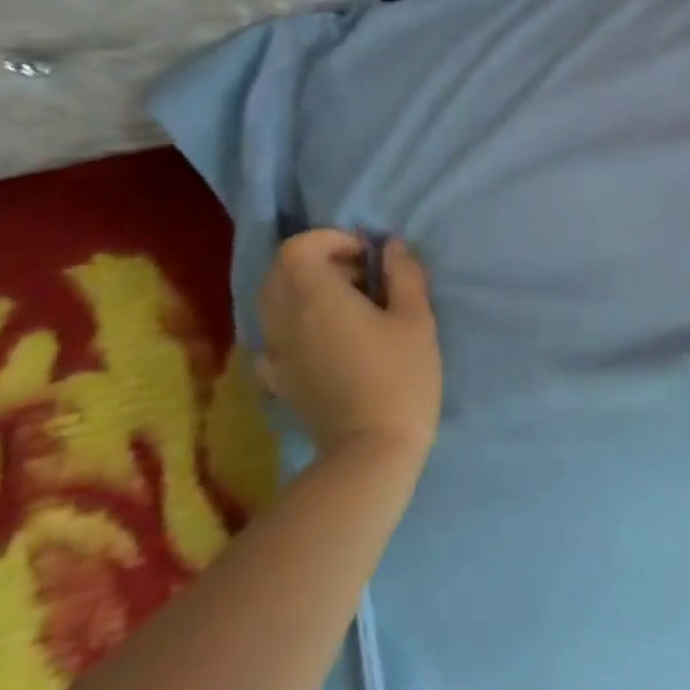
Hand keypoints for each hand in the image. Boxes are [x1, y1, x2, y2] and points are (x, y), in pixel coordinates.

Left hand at [254, 230, 442, 462]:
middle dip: (317, 262)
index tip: (365, 256)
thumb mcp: (416, 318)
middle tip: (360, 278)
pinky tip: (324, 340)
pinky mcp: (277, 379)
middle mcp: (284, 319)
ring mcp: (275, 352)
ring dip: (304, 291)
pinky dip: (294, 325)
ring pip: (273, 302)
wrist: (371, 450)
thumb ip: (403, 274)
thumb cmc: (400, 376)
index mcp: (316, 297)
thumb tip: (390, 246)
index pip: (298, 247)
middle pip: (280, 271)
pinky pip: (274, 336)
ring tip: (346, 307)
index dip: (330, 239)